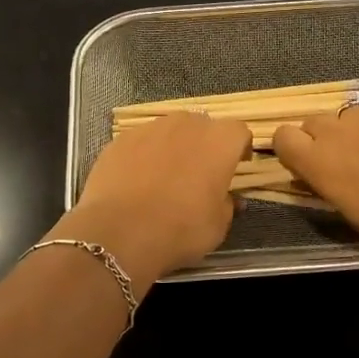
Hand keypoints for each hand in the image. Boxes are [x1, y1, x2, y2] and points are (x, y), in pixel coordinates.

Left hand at [54, 112, 252, 285]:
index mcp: (218, 142)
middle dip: (205, 144)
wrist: (119, 233)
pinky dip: (144, 154)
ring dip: (174, 146)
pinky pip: (141, 141)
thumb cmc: (179, 229)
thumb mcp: (217, 226)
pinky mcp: (121, 139)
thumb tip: (228, 198)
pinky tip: (137, 180)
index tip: (236, 167)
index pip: (238, 132)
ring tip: (165, 176)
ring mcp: (151, 128)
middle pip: (203, 126)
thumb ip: (227, 204)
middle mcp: (187, 125)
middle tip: (199, 173)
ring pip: (170, 130)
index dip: (239, 148)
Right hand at [273, 106, 358, 256]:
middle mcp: (339, 131)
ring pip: (349, 116)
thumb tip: (322, 176)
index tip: (306, 164)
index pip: (283, 137)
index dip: (291, 148)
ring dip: (355, 132)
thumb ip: (332, 187)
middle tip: (346, 162)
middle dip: (322, 139)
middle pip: (313, 122)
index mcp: (320, 162)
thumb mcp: (356, 214)